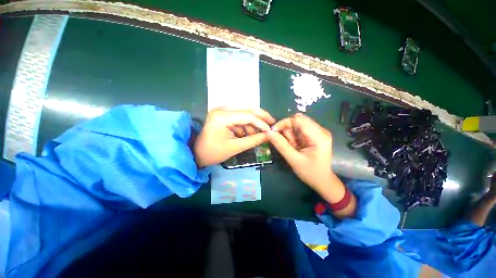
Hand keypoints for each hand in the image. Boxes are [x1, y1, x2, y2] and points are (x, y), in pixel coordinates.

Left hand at [194, 107, 275, 166]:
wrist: (197, 154)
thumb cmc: (214, 153)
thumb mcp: (235, 147)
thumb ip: (254, 140)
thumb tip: (270, 136)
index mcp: (222, 116)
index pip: (247, 116)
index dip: (261, 123)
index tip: (271, 130)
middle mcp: (222, 109)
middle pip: (247, 108)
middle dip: (260, 117)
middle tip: (271, 123)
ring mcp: (222, 110)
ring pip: (244, 112)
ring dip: (253, 122)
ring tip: (257, 134)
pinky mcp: (223, 114)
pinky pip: (239, 116)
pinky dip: (246, 124)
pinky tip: (249, 133)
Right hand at [267, 113, 335, 191]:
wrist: (322, 181)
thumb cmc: (310, 173)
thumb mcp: (293, 160)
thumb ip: (281, 145)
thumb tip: (269, 132)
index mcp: (319, 136)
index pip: (298, 120)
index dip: (283, 123)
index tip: (273, 132)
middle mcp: (321, 130)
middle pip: (298, 120)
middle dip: (287, 130)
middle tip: (284, 142)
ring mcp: (319, 132)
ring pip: (298, 125)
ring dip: (290, 134)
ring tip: (292, 146)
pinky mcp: (315, 135)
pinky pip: (300, 130)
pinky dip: (293, 136)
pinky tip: (294, 145)